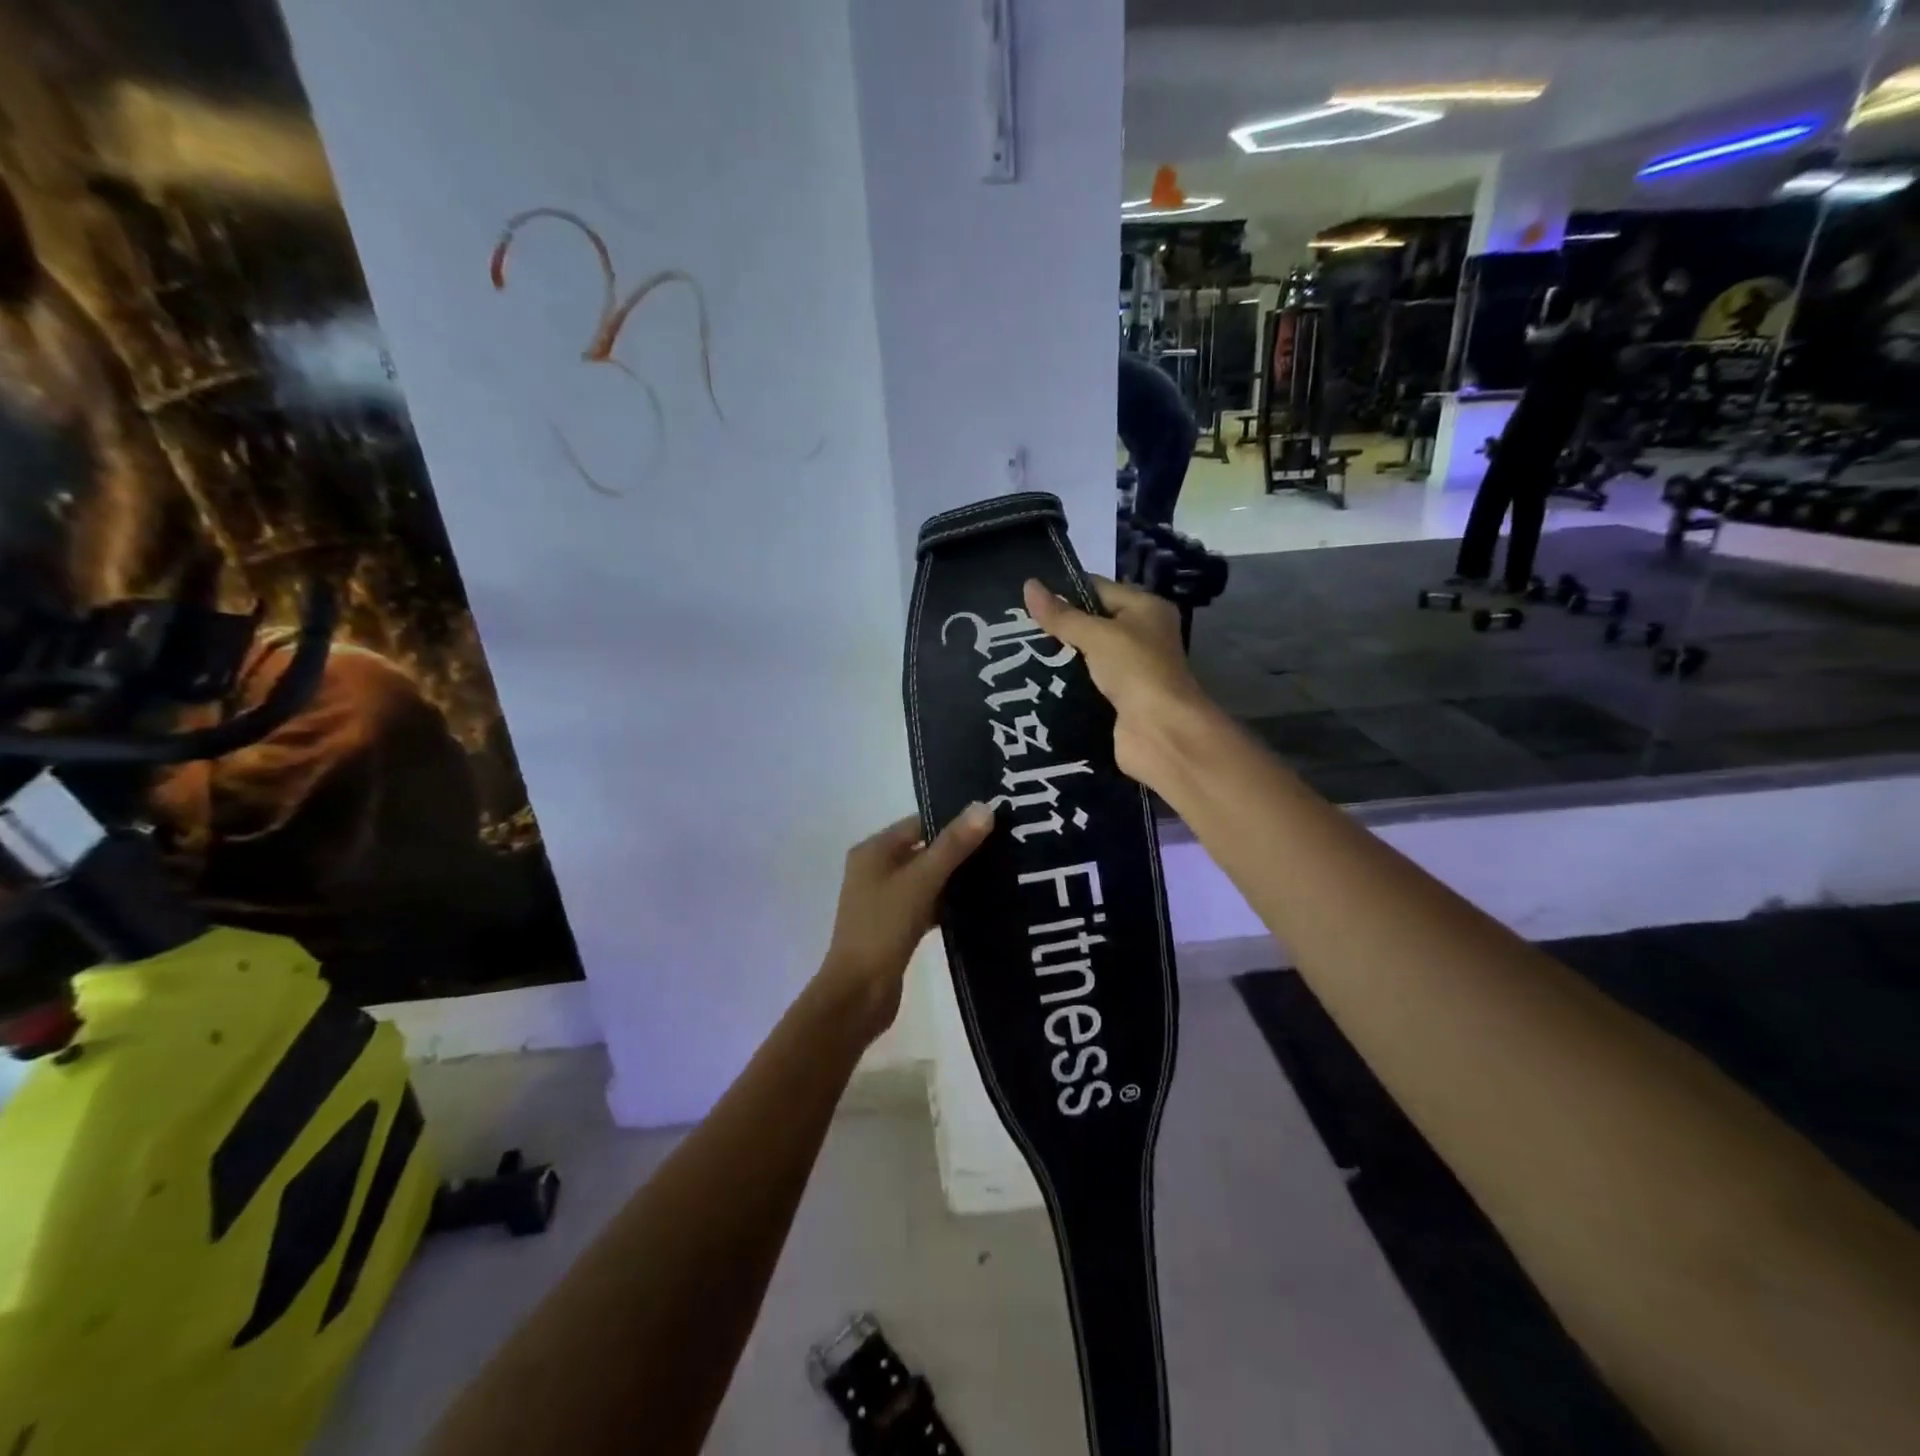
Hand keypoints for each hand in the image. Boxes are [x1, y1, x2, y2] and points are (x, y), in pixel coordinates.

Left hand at [818, 806, 994, 1037]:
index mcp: (874, 851)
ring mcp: (885, 901)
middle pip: (924, 850)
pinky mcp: (896, 927)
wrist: (859, 994)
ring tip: (1002, 873)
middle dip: (960, 850)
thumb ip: (953, 845)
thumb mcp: (921, 881)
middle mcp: (876, 870)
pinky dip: (949, 904)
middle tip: (1005, 846)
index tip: (995, 821)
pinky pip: (928, 905)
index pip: (920, 823)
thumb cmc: (884, 928)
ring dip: (957, 879)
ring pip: (928, 879)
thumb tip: (984, 806)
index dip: (954, 821)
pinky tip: (981, 907)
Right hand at [1022, 576, 1212, 789]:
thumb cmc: (1136, 670)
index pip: (1098, 588)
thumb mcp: (1097, 635)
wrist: (1161, 732)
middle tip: (1016, 625)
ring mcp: (1130, 669)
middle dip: (1058, 625)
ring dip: (1059, 656)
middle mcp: (1141, 635)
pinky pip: (1086, 683)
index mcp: (1145, 608)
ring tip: (1018, 651)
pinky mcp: (1118, 699)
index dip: (1064, 590)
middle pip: (1092, 622)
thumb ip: (1062, 615)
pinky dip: (1066, 683)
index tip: (1026, 596)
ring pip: (1086, 656)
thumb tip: (1028, 585)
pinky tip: (1035, 681)